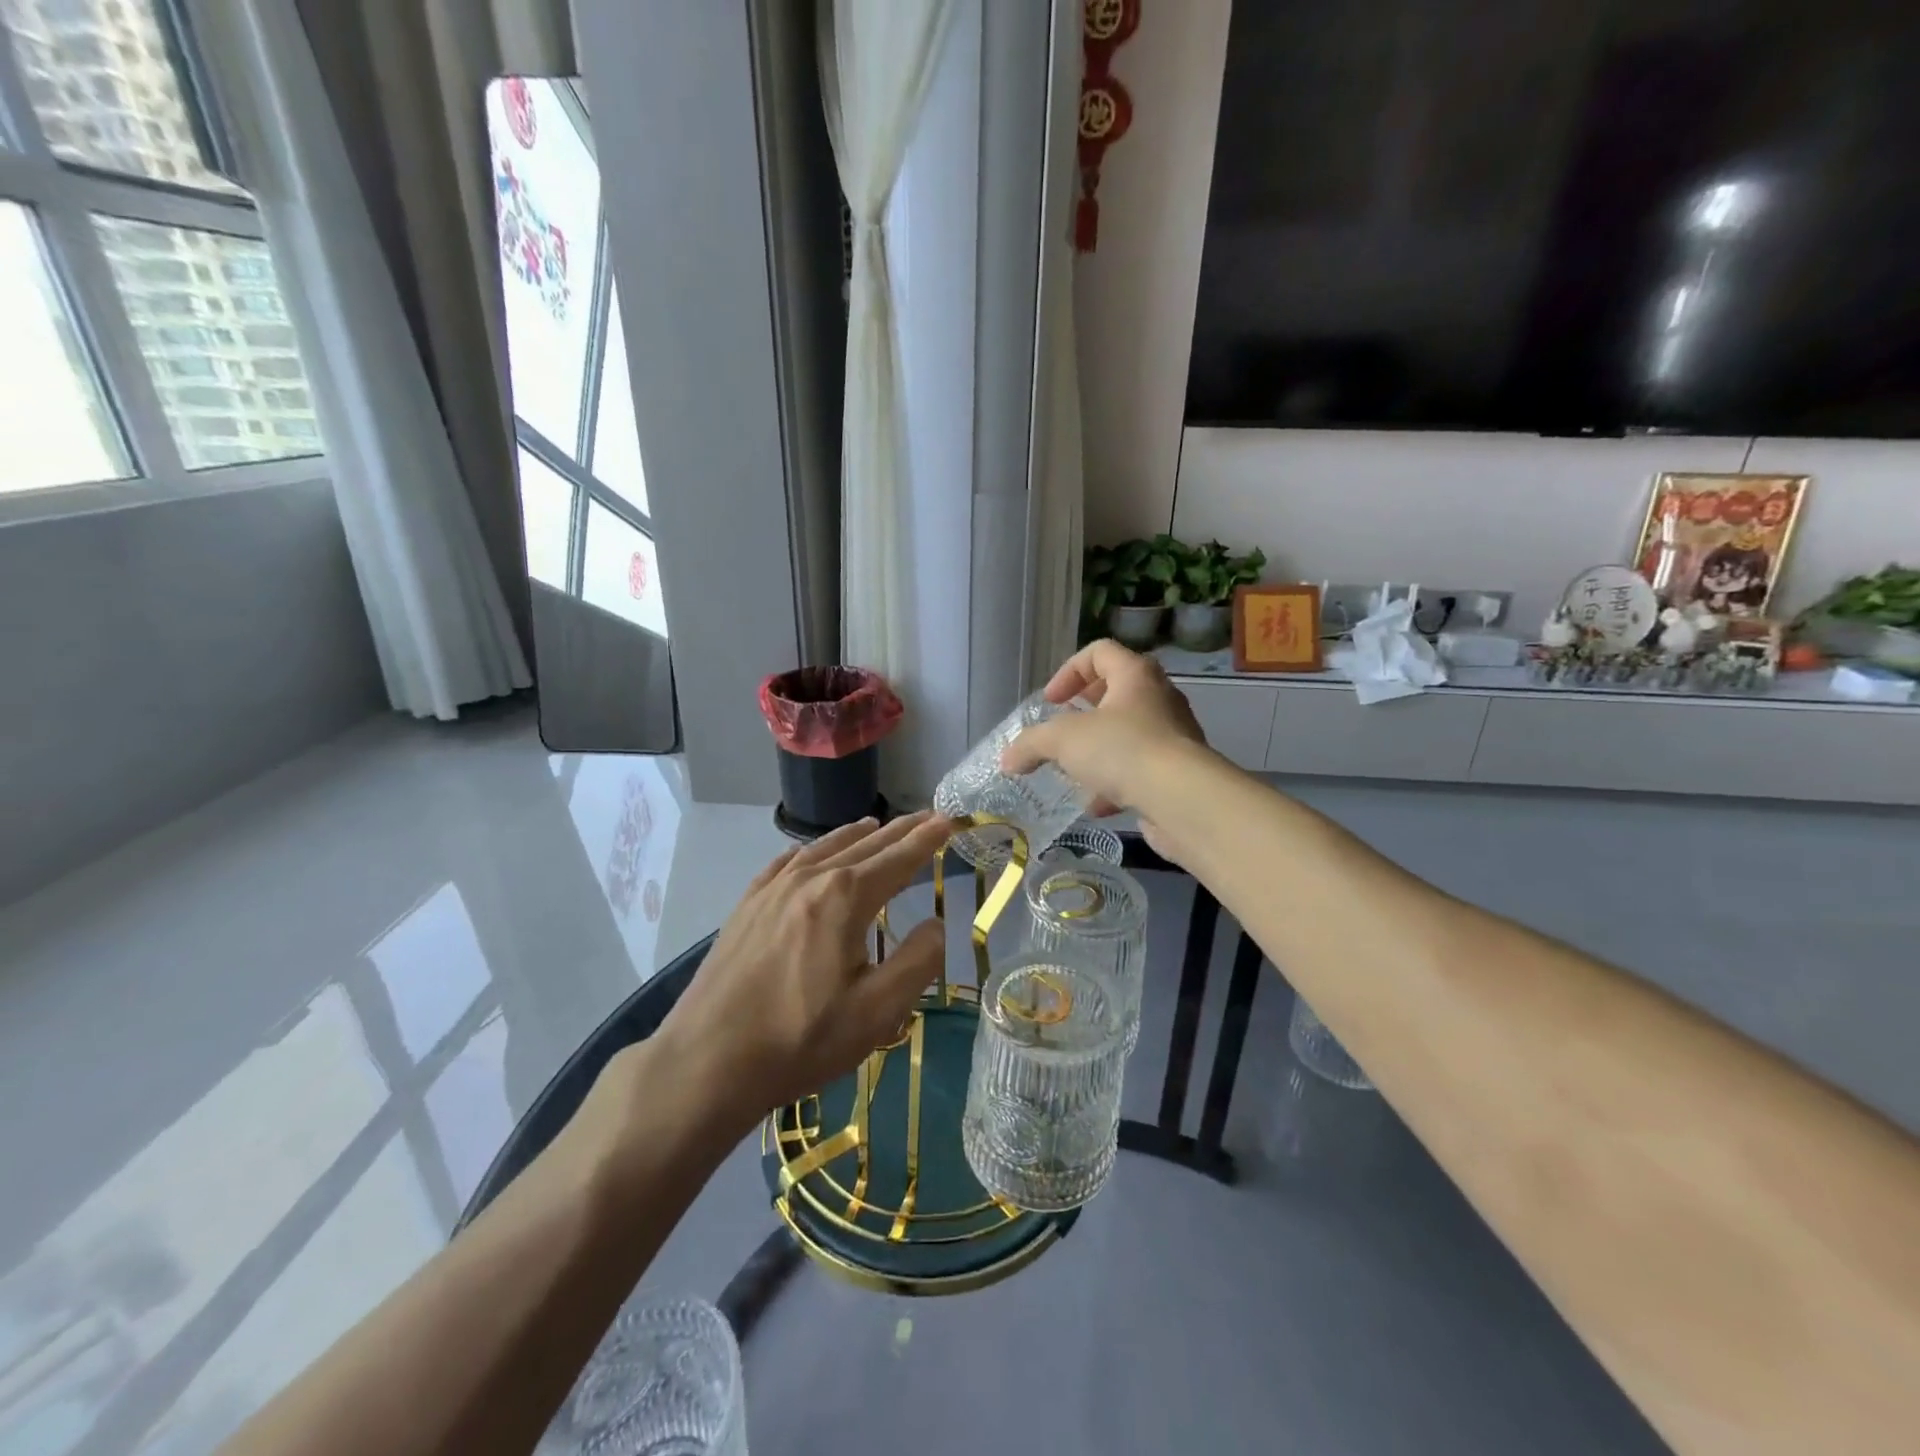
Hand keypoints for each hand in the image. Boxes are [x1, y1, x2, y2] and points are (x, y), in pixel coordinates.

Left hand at [651, 812, 954, 1132]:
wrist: (707, 1061)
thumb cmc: (800, 1039)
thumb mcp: (876, 1012)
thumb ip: (917, 961)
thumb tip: (936, 924)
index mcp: (845, 897)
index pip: (898, 858)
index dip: (927, 840)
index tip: (949, 820)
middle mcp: (810, 878)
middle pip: (865, 844)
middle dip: (900, 831)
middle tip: (926, 817)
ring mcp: (773, 888)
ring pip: (825, 847)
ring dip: (858, 834)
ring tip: (878, 825)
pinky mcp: (747, 905)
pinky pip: (787, 862)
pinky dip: (812, 849)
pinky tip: (813, 853)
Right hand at [1000, 641, 1209, 861]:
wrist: (1182, 800)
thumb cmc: (1122, 750)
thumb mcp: (1062, 740)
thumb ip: (1030, 744)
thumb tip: (1007, 759)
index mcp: (1135, 675)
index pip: (1099, 652)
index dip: (1069, 671)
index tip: (1051, 702)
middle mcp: (1159, 698)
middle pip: (1117, 691)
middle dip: (1084, 712)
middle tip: (1063, 731)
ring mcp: (1173, 736)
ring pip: (1129, 734)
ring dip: (1099, 750)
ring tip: (1075, 770)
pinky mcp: (1178, 773)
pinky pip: (1141, 769)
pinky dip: (1116, 783)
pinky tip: (1097, 805)